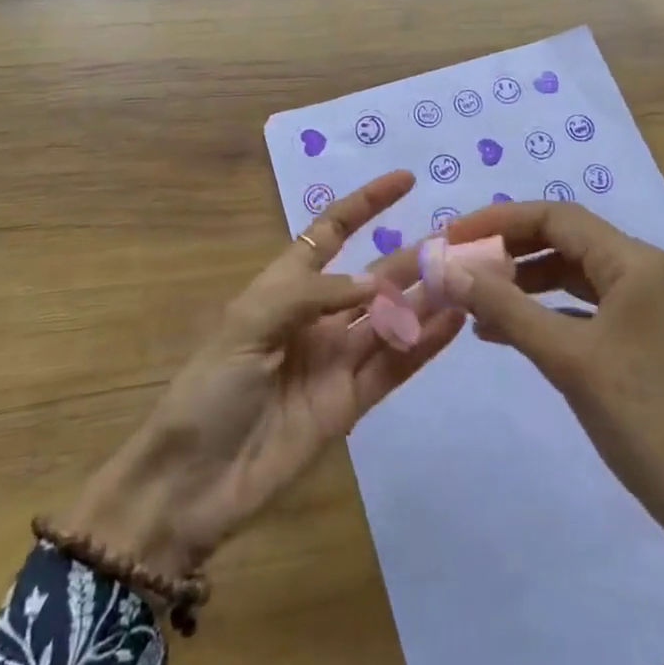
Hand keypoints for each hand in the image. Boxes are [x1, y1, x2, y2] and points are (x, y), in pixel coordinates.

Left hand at [58, 171, 460, 580]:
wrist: (192, 483)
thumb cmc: (211, 389)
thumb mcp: (248, 324)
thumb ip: (313, 295)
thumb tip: (377, 282)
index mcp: (287, 287)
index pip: (332, 232)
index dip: (366, 204)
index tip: (405, 181)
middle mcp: (319, 317)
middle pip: (374, 277)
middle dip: (412, 256)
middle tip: (460, 240)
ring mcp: (338, 359)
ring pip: (393, 318)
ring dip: (428, 297)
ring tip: (471, 276)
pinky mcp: (352, 401)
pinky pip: (394, 364)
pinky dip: (425, 343)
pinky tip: (454, 320)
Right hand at [437, 199, 663, 664]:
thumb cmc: (645, 420)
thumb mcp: (567, 359)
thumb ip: (505, 308)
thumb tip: (449, 268)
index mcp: (637, 262)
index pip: (557, 217)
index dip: (499, 221)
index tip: (453, 235)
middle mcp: (649, 271)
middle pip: (568, 241)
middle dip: (511, 250)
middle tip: (461, 265)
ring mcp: (655, 305)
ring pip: (579, 275)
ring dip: (528, 283)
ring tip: (478, 301)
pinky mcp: (653, 337)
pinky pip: (592, 307)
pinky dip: (552, 312)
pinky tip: (513, 331)